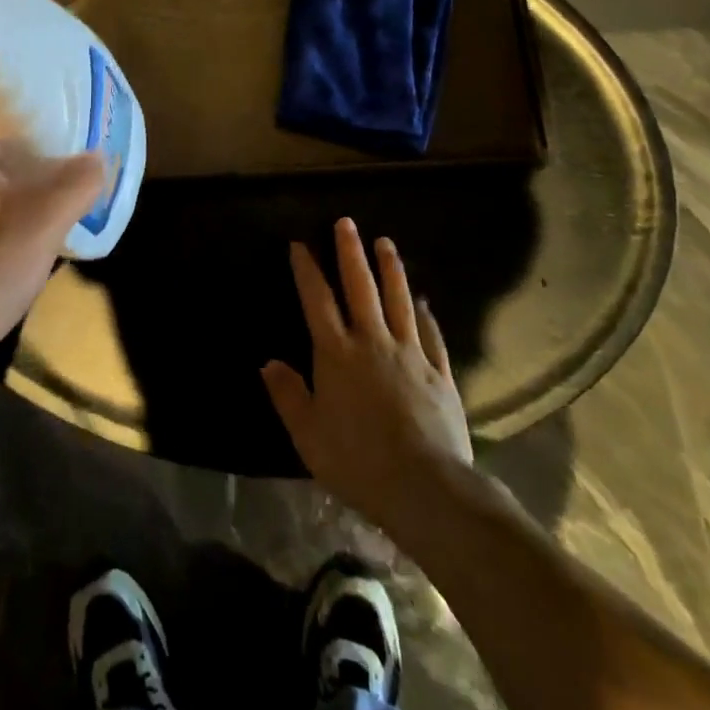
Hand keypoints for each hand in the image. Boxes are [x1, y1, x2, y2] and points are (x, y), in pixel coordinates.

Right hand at [262, 217, 474, 531]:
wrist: (426, 488)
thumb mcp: (308, 435)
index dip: (307, 270)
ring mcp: (410, 355)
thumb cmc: (357, 461)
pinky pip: (431, 334)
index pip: (318, 300)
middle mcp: (373, 342)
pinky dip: (426, 313)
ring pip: (399, 301)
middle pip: (360, 288)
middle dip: (350, 253)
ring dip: (390, 269)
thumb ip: (288, 395)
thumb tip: (269, 362)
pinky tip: (423, 300)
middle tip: (346, 222)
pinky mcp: (440, 374)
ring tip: (385, 242)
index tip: (300, 244)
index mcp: (337, 354)